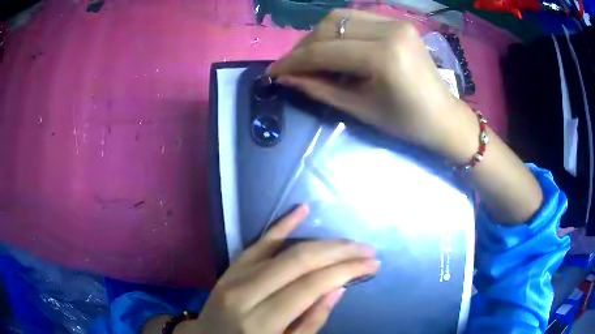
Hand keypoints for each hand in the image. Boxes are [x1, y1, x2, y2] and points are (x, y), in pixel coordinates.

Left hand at [189, 205, 378, 333]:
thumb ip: (311, 322)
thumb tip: (338, 288)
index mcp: (260, 322)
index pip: (310, 286)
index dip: (346, 271)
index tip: (372, 264)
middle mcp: (245, 294)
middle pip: (299, 261)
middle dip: (339, 252)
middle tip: (367, 250)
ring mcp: (234, 276)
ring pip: (283, 248)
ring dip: (322, 242)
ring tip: (350, 242)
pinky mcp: (231, 267)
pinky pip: (259, 242)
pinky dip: (281, 225)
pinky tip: (302, 210)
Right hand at [267, 9, 478, 163]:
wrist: (444, 116)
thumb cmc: (406, 123)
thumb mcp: (360, 109)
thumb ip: (319, 89)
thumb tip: (285, 78)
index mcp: (384, 56)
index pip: (325, 51)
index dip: (294, 61)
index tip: (273, 71)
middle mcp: (390, 30)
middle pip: (330, 26)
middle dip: (303, 46)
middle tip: (290, 65)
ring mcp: (396, 22)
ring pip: (341, 18)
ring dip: (318, 35)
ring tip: (308, 56)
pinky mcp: (398, 22)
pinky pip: (357, 19)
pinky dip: (337, 31)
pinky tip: (332, 47)